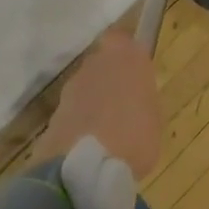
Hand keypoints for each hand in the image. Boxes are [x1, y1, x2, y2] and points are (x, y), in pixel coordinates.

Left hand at [42, 30, 162, 177]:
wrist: (85, 169)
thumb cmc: (135, 137)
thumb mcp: (154, 116)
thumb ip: (142, 97)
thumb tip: (134, 97)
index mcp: (128, 57)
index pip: (122, 39)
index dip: (126, 55)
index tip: (135, 74)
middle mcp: (97, 63)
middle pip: (102, 63)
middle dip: (109, 78)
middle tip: (122, 104)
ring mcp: (72, 87)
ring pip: (85, 86)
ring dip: (92, 101)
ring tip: (105, 131)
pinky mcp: (53, 113)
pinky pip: (72, 111)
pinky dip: (78, 122)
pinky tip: (88, 146)